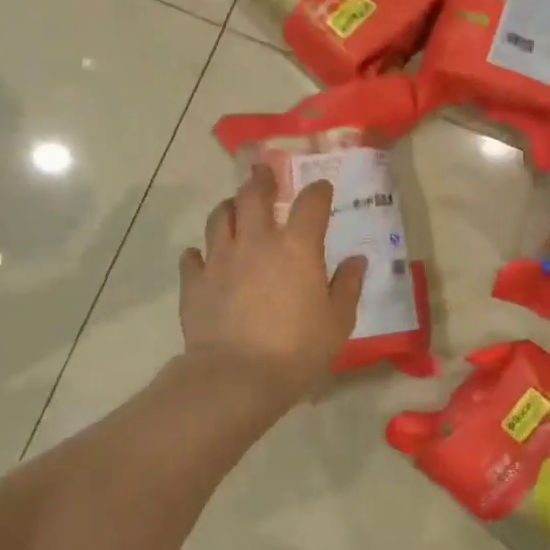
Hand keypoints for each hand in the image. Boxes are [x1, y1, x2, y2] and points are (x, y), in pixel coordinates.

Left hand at [178, 166, 364, 403]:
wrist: (238, 376)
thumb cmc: (298, 349)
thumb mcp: (338, 320)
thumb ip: (347, 286)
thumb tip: (356, 261)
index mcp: (297, 247)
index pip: (311, 203)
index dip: (318, 191)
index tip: (322, 188)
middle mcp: (257, 242)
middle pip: (253, 195)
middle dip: (261, 179)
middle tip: (264, 174)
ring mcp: (220, 259)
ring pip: (219, 217)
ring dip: (229, 207)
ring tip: (234, 208)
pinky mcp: (195, 282)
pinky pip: (193, 256)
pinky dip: (200, 253)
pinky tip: (204, 258)